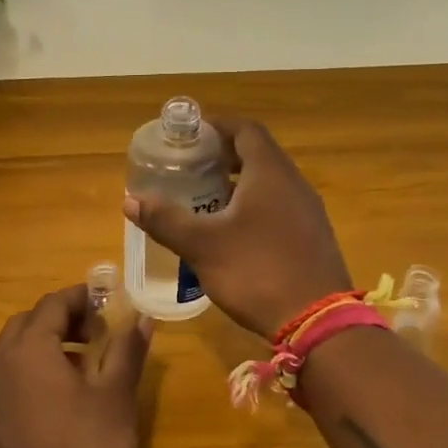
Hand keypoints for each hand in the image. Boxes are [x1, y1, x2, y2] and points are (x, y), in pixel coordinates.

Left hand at [0, 285, 154, 447]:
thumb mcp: (116, 397)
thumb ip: (127, 351)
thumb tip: (141, 319)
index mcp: (29, 349)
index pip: (52, 304)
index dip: (82, 297)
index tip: (109, 303)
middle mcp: (0, 363)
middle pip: (29, 322)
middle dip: (63, 318)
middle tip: (97, 330)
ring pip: (15, 349)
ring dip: (47, 343)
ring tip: (85, 362)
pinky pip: (9, 375)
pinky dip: (34, 368)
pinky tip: (63, 395)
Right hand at [123, 118, 351, 338]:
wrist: (317, 322)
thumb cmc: (256, 272)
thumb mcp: (202, 246)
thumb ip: (166, 220)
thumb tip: (130, 200)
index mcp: (270, 173)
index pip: (245, 130)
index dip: (217, 126)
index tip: (190, 134)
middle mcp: (294, 183)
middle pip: (259, 154)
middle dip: (224, 155)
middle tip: (192, 167)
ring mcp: (309, 211)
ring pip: (271, 182)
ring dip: (240, 182)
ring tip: (207, 197)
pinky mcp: (313, 236)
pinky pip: (281, 206)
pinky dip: (256, 205)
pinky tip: (235, 231)